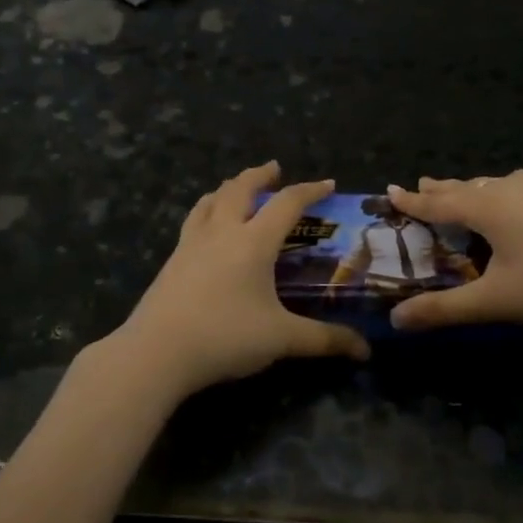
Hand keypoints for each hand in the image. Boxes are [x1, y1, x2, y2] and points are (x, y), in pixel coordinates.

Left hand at [112, 162, 370, 399]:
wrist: (157, 352)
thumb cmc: (225, 337)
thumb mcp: (282, 339)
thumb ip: (325, 340)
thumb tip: (365, 350)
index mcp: (253, 242)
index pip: (287, 203)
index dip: (310, 190)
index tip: (328, 184)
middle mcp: (222, 232)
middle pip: (240, 189)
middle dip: (260, 175)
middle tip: (275, 169)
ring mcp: (191, 244)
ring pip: (210, 201)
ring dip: (228, 188)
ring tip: (236, 189)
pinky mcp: (171, 261)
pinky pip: (193, 221)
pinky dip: (206, 211)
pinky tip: (206, 228)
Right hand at [388, 171, 522, 331]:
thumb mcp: (496, 301)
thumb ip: (444, 310)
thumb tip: (395, 320)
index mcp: (487, 209)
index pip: (438, 203)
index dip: (412, 201)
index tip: (390, 190)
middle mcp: (511, 188)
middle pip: (466, 187)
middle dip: (441, 190)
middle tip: (421, 186)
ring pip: (497, 185)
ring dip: (475, 190)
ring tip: (466, 194)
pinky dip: (508, 194)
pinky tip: (522, 202)